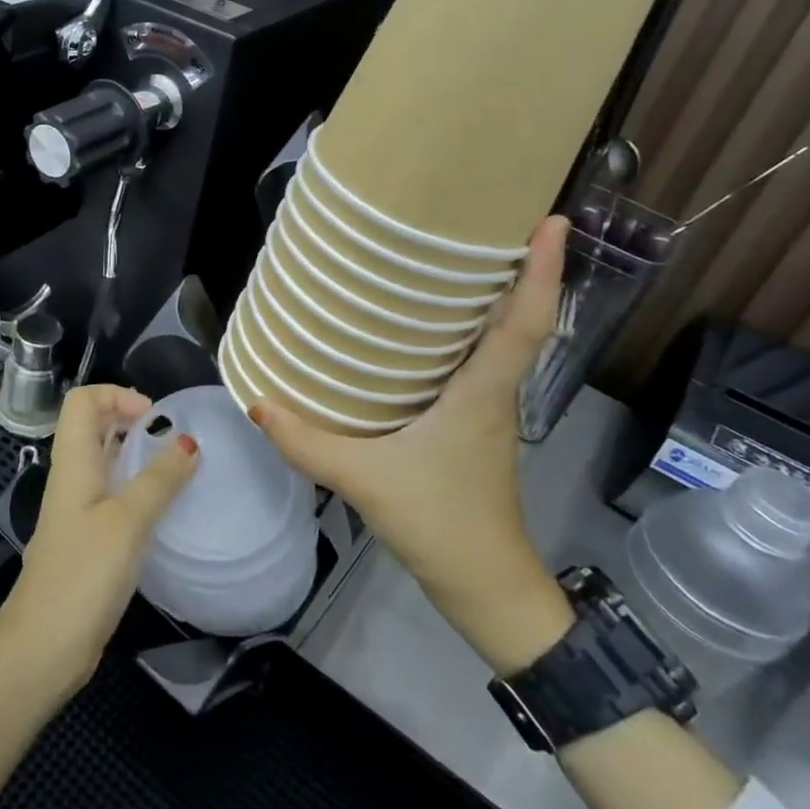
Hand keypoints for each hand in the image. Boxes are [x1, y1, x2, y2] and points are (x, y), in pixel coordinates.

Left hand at [0, 384, 198, 696]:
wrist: (43, 646)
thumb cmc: (82, 575)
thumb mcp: (127, 522)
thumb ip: (159, 481)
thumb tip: (189, 442)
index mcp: (73, 461)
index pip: (82, 400)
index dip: (116, 395)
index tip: (154, 418)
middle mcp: (73, 477)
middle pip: (94, 426)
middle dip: (132, 420)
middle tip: (173, 438)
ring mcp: (79, 509)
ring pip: (106, 461)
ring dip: (138, 455)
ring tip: (178, 468)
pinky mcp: (88, 539)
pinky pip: (113, 495)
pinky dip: (138, 489)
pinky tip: (165, 510)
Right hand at [249, 215, 573, 671]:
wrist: (486, 589)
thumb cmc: (441, 525)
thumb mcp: (365, 482)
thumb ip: (307, 443)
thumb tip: (257, 402)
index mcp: (483, 393)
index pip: (525, 323)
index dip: (543, 271)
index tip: (552, 220)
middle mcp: (493, 391)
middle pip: (517, 318)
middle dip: (513, 266)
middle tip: (480, 219)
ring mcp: (487, 409)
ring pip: (496, 339)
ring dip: (488, 297)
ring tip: (446, 258)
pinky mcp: (472, 424)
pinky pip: (473, 362)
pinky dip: (461, 333)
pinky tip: (418, 328)